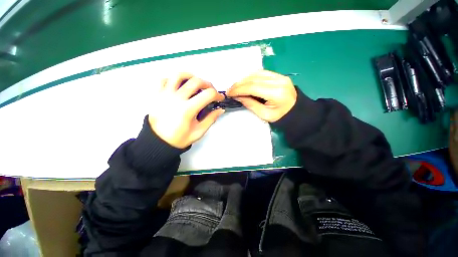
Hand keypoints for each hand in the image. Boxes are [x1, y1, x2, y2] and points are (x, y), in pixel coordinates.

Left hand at [148, 73, 224, 148]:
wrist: (158, 142)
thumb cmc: (179, 138)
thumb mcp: (199, 132)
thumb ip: (211, 119)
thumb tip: (220, 110)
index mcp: (188, 109)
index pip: (208, 94)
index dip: (217, 95)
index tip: (220, 98)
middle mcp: (176, 98)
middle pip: (196, 81)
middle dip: (208, 84)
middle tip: (211, 91)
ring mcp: (165, 94)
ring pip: (179, 75)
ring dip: (191, 77)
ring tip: (196, 83)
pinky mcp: (157, 94)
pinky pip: (165, 79)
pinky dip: (174, 80)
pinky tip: (179, 86)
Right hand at [226, 70, 296, 121]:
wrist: (297, 111)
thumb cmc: (281, 116)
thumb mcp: (264, 114)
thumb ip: (250, 104)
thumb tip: (237, 96)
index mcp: (276, 93)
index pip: (252, 87)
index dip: (239, 89)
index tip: (229, 93)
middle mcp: (278, 81)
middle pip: (253, 78)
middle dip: (239, 84)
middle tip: (230, 90)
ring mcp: (279, 76)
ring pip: (257, 73)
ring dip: (244, 79)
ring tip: (236, 86)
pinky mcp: (279, 75)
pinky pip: (262, 72)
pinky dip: (251, 77)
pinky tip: (245, 82)